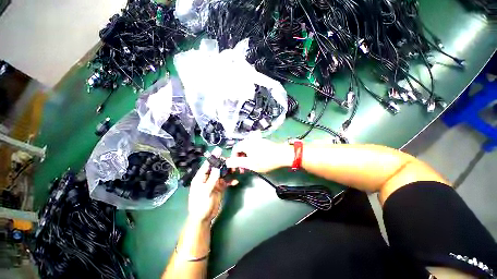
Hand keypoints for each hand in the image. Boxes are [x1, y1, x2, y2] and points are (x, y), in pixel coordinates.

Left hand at [188, 161, 230, 223]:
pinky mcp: (220, 188)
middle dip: (223, 164)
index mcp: (201, 177)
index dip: (213, 158)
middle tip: (231, 161)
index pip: (207, 165)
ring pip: (222, 174)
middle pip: (216, 168)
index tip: (220, 151)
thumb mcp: (206, 191)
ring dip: (228, 172)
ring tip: (235, 170)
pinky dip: (231, 181)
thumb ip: (212, 179)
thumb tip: (217, 167)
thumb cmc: (201, 204)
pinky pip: (226, 182)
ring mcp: (214, 183)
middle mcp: (208, 178)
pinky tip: (236, 182)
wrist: (204, 218)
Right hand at [226, 138, 293, 172]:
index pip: (235, 150)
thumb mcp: (250, 164)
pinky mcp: (263, 142)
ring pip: (248, 148)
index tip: (237, 168)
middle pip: (241, 148)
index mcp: (246, 144)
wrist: (282, 155)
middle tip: (244, 168)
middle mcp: (250, 139)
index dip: (234, 159)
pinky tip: (257, 159)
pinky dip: (252, 153)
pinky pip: (254, 147)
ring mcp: (258, 140)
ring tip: (250, 165)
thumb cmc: (265, 160)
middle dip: (241, 159)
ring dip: (247, 157)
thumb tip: (227, 162)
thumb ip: (237, 163)